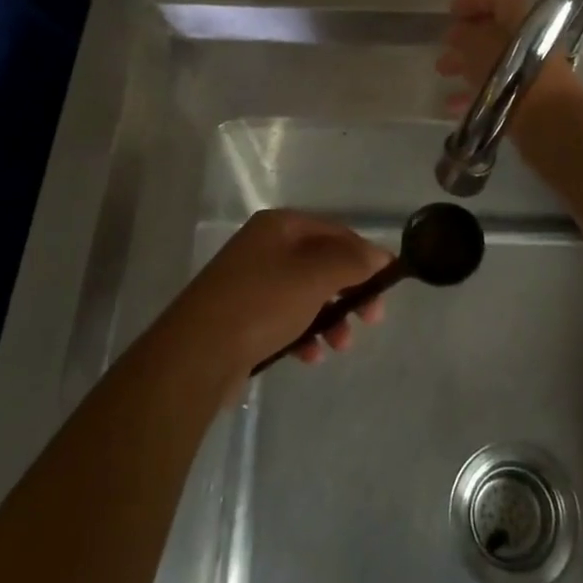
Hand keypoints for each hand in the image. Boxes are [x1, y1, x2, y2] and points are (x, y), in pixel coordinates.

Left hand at [168, 209, 391, 374]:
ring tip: (340, 345)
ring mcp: (251, 282)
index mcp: (280, 226)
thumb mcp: (314, 277)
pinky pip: (285, 318)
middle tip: (372, 317)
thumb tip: (381, 255)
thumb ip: (351, 262)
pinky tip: (310, 356)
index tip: (387, 283)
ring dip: (330, 318)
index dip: (364, 254)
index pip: (335, 231)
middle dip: (349, 291)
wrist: (196, 355)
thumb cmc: (261, 304)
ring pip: (306, 294)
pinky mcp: (242, 316)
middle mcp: (265, 247)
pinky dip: (303, 334)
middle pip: (322, 263)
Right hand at [436, 0, 582, 124]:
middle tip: (444, 44)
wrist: (549, 119)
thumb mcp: (477, 46)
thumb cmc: (510, 71)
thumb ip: (464, 35)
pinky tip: (452, 105)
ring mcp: (531, 70)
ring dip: (466, 64)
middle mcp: (531, 40)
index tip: (451, 11)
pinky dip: (475, 92)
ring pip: (494, 61)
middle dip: (466, 37)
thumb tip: (457, 32)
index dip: (475, 1)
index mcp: (523, 18)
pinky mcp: (528, 97)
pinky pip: (498, 88)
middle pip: (495, 32)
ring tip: (442, 72)